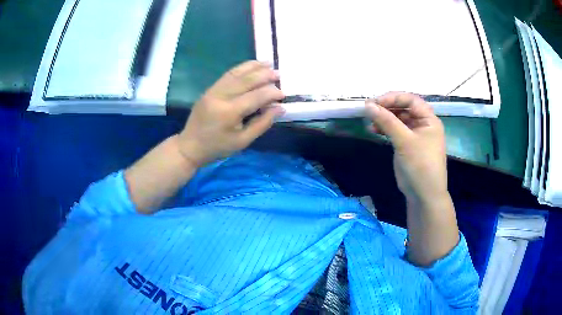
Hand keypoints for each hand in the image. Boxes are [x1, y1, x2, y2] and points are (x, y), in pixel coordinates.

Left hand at [177, 61, 284, 165]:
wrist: (190, 146)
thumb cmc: (218, 147)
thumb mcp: (243, 141)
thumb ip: (262, 123)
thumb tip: (280, 107)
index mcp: (229, 112)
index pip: (256, 97)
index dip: (272, 93)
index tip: (283, 94)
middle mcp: (221, 97)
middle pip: (247, 80)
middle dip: (265, 75)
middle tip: (279, 74)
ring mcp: (213, 91)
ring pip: (236, 73)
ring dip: (253, 67)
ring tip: (268, 63)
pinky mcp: (209, 89)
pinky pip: (228, 75)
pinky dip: (241, 68)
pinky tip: (251, 66)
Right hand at [365, 92, 447, 205]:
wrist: (424, 194)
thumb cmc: (420, 165)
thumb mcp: (405, 141)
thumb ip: (387, 121)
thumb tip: (368, 105)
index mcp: (429, 119)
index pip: (411, 100)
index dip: (393, 98)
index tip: (375, 102)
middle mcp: (423, 124)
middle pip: (404, 108)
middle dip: (387, 108)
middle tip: (369, 110)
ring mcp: (414, 135)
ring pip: (398, 119)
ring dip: (384, 119)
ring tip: (369, 122)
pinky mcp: (407, 145)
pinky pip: (395, 131)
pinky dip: (385, 129)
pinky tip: (374, 130)